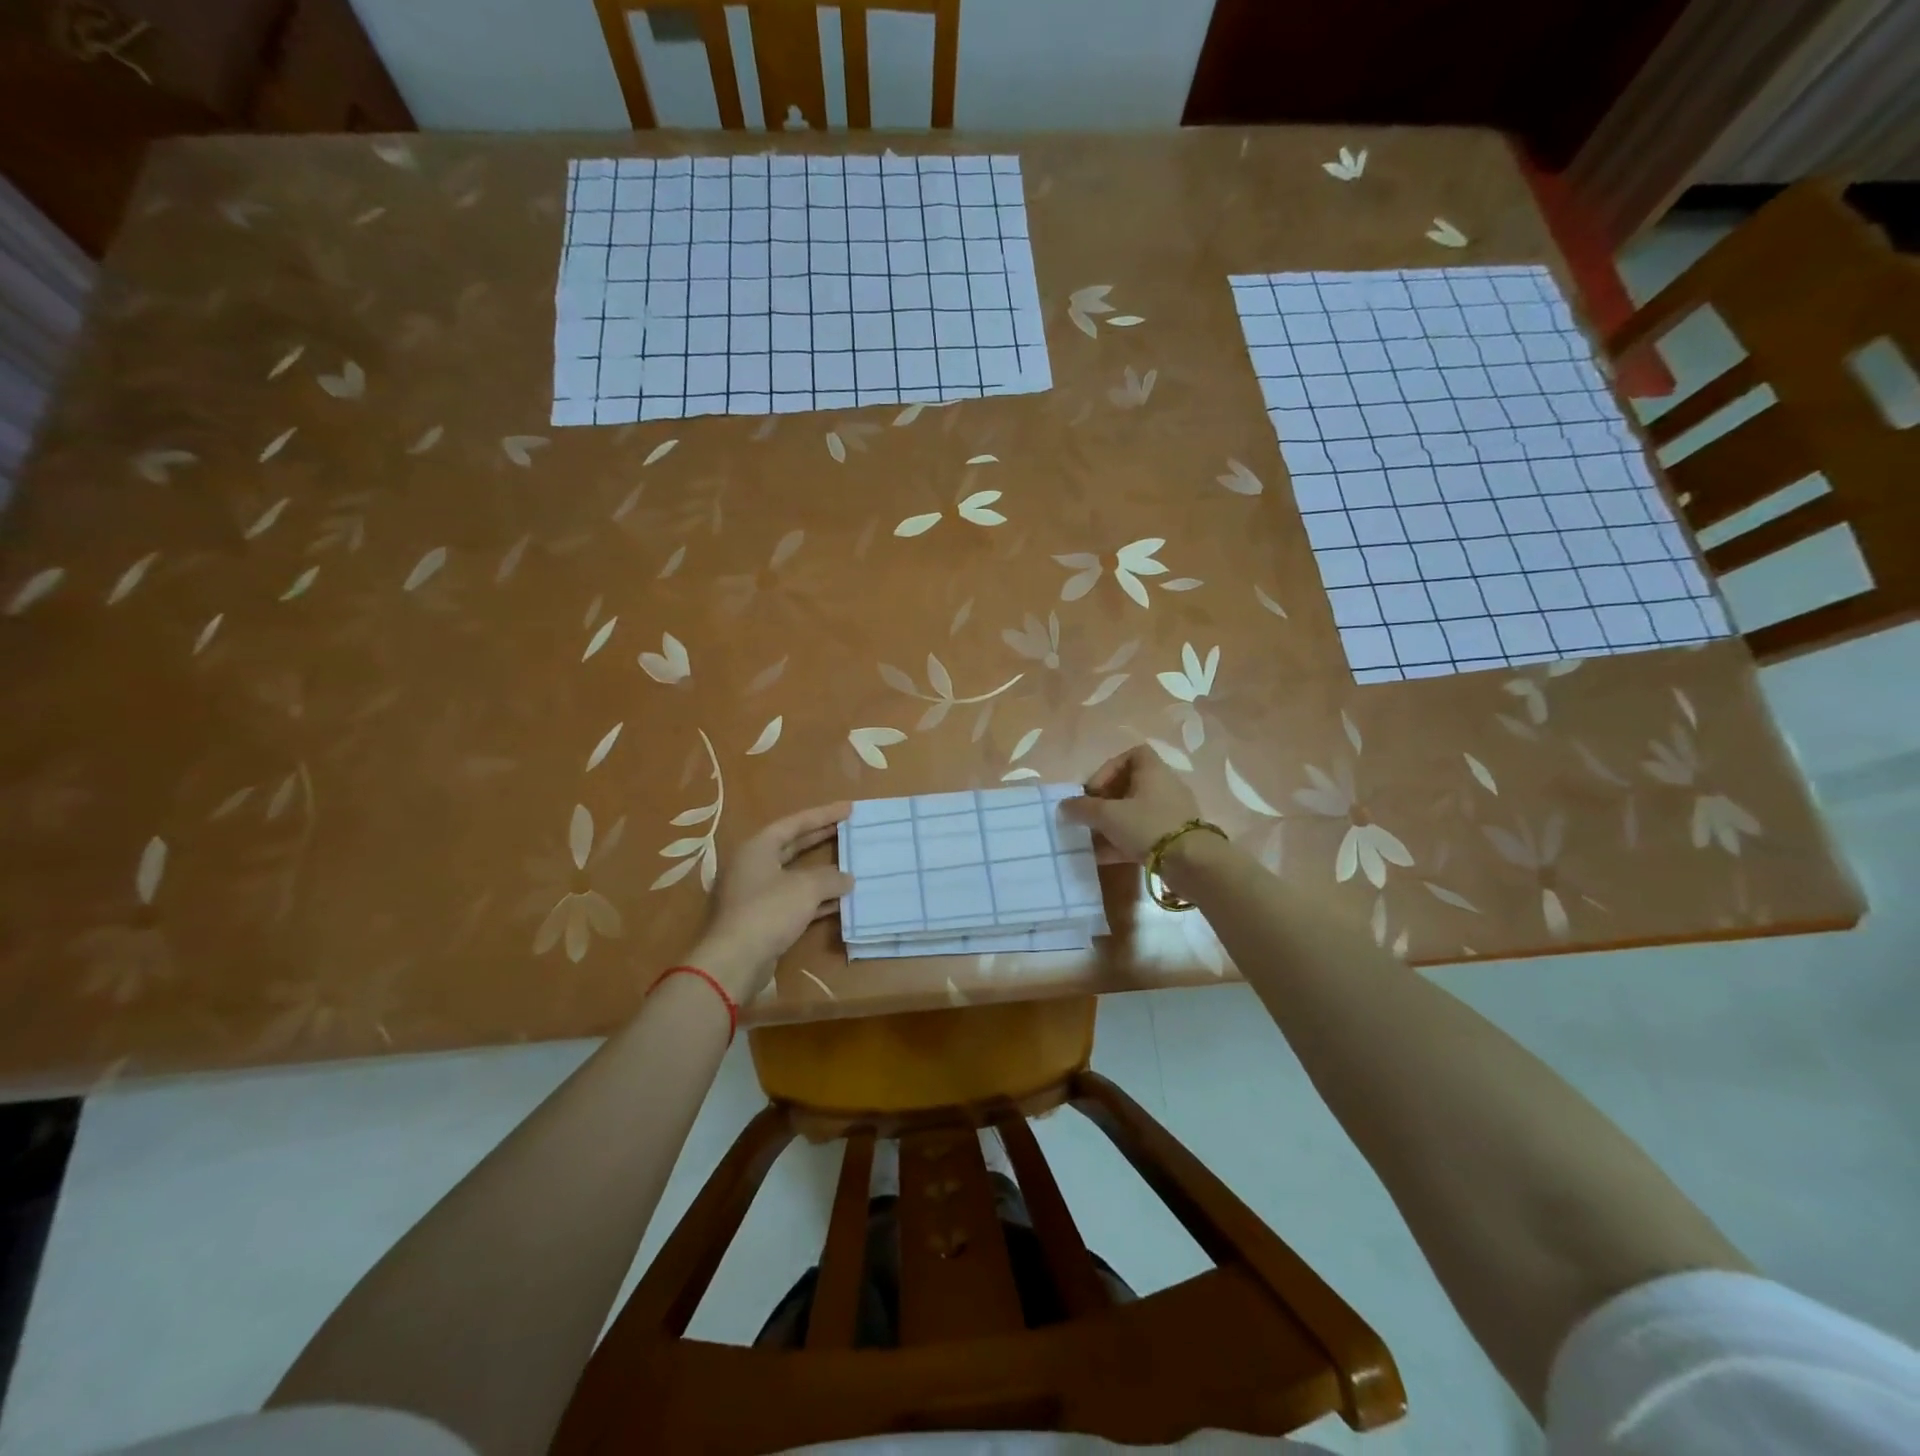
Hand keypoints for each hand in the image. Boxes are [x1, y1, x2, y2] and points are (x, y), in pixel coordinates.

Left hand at [689, 802, 852, 1000]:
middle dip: (821, 838)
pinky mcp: (761, 918)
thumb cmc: (769, 911)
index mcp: (758, 848)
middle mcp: (753, 866)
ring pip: (794, 875)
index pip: (795, 823)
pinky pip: (793, 900)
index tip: (849, 809)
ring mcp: (756, 894)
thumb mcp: (806, 888)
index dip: (823, 815)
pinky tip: (839, 902)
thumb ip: (830, 877)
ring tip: (850, 865)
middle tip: (847, 830)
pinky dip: (815, 898)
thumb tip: (846, 878)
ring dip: (821, 872)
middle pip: (792, 846)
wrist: (735, 961)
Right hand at [1060, 746, 1202, 864]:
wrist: (1192, 863)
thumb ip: (1083, 809)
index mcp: (1153, 771)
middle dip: (1105, 801)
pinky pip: (1142, 833)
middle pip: (1130, 785)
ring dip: (1111, 824)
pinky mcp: (1173, 837)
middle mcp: (1164, 787)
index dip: (1108, 769)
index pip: (1131, 755)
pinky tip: (1102, 857)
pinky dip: (1122, 841)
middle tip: (1090, 816)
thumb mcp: (1108, 816)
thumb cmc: (1148, 826)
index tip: (1094, 790)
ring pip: (1134, 812)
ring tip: (1091, 839)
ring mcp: (1170, 813)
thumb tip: (1064, 806)